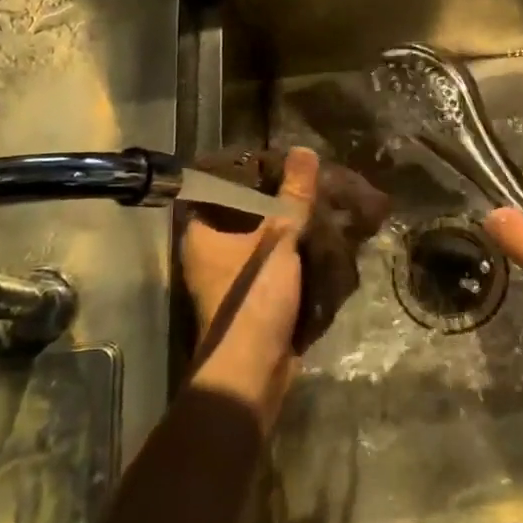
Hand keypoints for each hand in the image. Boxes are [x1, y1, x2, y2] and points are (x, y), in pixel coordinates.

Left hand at [181, 146, 318, 425]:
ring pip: (262, 241)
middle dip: (276, 200)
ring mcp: (232, 279)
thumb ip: (293, 197)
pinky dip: (295, 255)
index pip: (216, 189)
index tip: (276, 159)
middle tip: (306, 181)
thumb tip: (304, 150)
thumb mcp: (278, 239)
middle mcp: (210, 254)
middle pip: (243, 215)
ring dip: (289, 229)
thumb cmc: (253, 298)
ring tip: (320, 205)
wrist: (253, 371)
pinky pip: (275, 266)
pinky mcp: (254, 300)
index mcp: (201, 235)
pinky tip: (322, 241)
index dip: (244, 172)